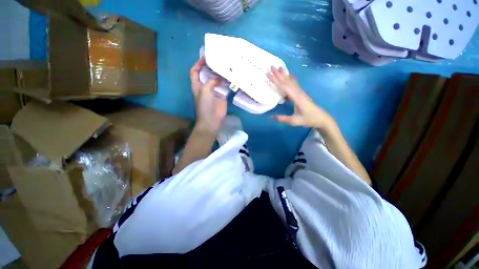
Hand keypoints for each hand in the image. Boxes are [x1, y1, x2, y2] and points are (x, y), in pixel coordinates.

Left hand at [190, 57, 226, 133]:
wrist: (211, 120)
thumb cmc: (204, 105)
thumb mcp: (205, 91)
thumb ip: (211, 81)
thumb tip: (218, 77)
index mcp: (197, 85)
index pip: (195, 71)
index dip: (198, 64)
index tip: (205, 57)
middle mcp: (205, 86)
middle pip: (207, 74)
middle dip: (212, 67)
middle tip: (219, 59)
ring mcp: (214, 91)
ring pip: (217, 80)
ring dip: (221, 74)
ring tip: (227, 66)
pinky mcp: (222, 96)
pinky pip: (225, 87)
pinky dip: (228, 82)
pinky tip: (232, 77)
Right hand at [267, 67, 335, 130]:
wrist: (321, 118)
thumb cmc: (308, 119)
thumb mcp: (294, 121)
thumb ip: (282, 119)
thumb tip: (270, 117)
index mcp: (296, 98)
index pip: (284, 87)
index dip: (276, 81)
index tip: (269, 74)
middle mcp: (298, 93)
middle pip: (287, 82)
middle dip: (279, 74)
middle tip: (271, 66)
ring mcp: (301, 92)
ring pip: (291, 81)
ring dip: (285, 74)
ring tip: (279, 67)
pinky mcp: (301, 94)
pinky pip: (295, 84)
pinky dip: (291, 78)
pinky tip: (290, 75)